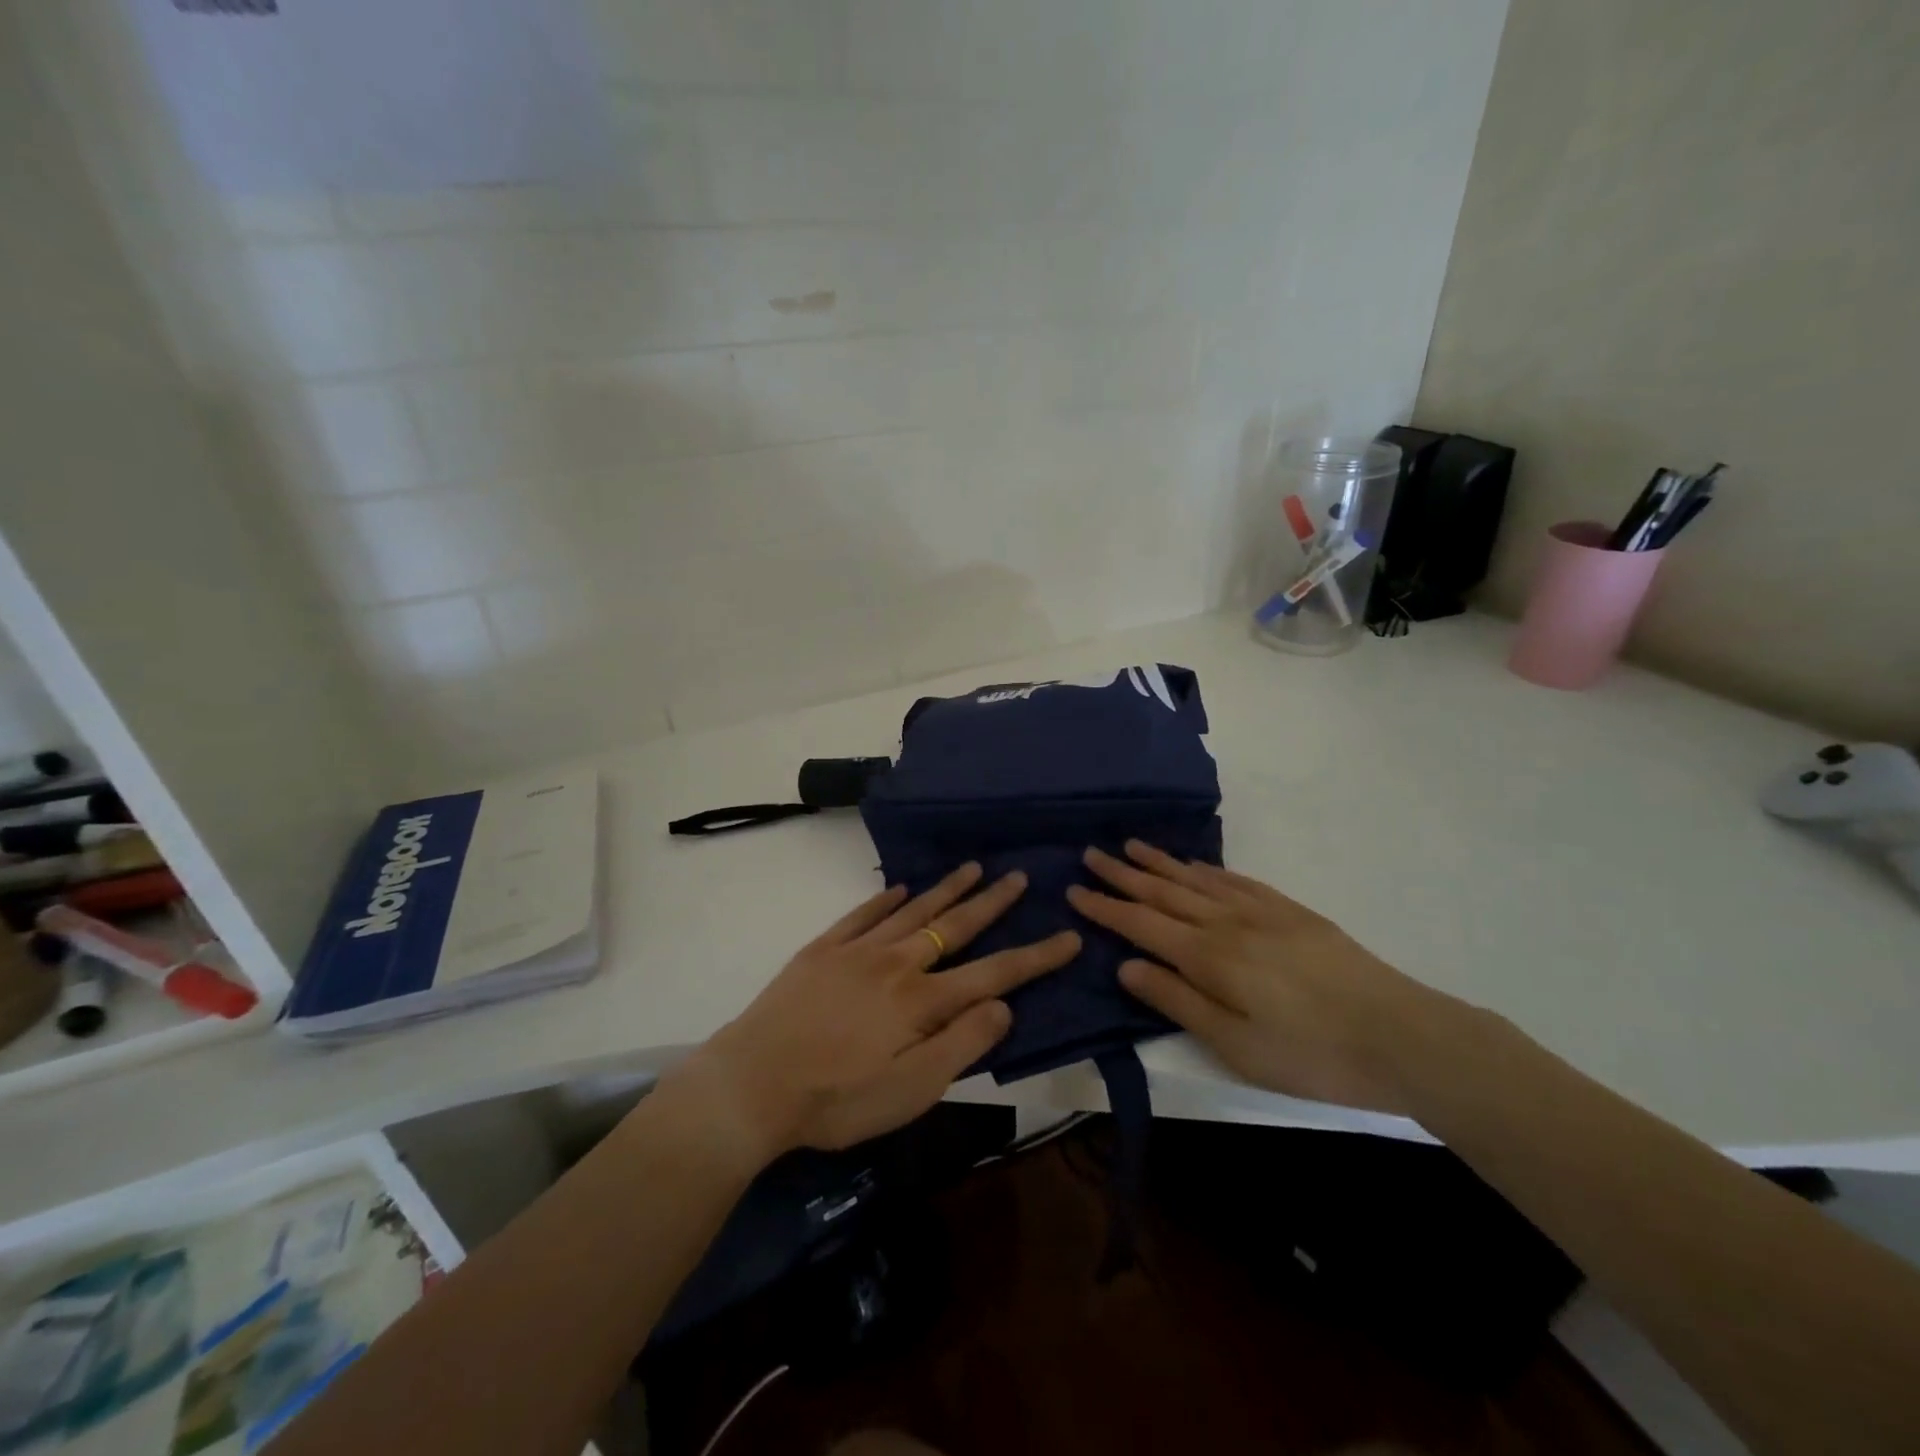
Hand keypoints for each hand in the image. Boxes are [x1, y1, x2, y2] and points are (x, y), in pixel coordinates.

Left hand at [671, 863, 1079, 1163]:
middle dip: (992, 903)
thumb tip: (1004, 1006)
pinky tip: (899, 888)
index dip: (1036, 957)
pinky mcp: (822, 950)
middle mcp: (896, 964)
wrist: (753, 1083)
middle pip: (954, 927)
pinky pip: (862, 915)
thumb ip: (962, 1045)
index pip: (994, 974)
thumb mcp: (912, 1091)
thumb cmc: (838, 1099)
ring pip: (913, 911)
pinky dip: (884, 899)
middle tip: (1020, 876)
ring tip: (973, 867)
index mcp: (922, 1001)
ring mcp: (857, 951)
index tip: (1069, 936)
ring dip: (946, 889)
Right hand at [1067, 841, 1473, 1112]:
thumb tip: (1125, 967)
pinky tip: (1195, 866)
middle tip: (1091, 854)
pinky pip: (1236, 880)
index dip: (1105, 908)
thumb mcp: (1234, 1046)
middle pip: (1163, 892)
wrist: (1401, 1034)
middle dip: (1123, 874)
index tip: (1075, 890)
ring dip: (1160, 863)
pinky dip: (1207, 869)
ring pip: (1196, 879)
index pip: (1141, 924)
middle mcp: (1226, 923)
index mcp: (1208, 957)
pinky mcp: (1290, 911)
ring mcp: (1261, 911)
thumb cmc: (1310, 1054)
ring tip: (1131, 846)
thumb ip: (1177, 1001)